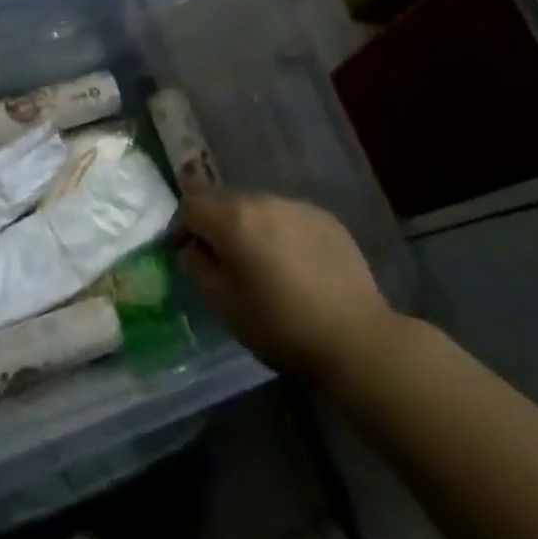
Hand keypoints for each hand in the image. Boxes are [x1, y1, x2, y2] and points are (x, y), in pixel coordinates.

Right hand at [176, 191, 395, 381]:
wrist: (355, 338)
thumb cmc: (280, 325)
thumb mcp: (224, 305)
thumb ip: (197, 268)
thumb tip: (192, 249)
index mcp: (233, 218)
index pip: (191, 204)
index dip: (182, 227)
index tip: (187, 254)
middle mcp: (264, 200)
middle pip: (226, 203)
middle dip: (218, 227)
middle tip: (225, 263)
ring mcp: (298, 206)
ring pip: (260, 209)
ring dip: (252, 229)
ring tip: (264, 266)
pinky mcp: (326, 218)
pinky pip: (290, 219)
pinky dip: (283, 235)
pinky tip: (296, 267)